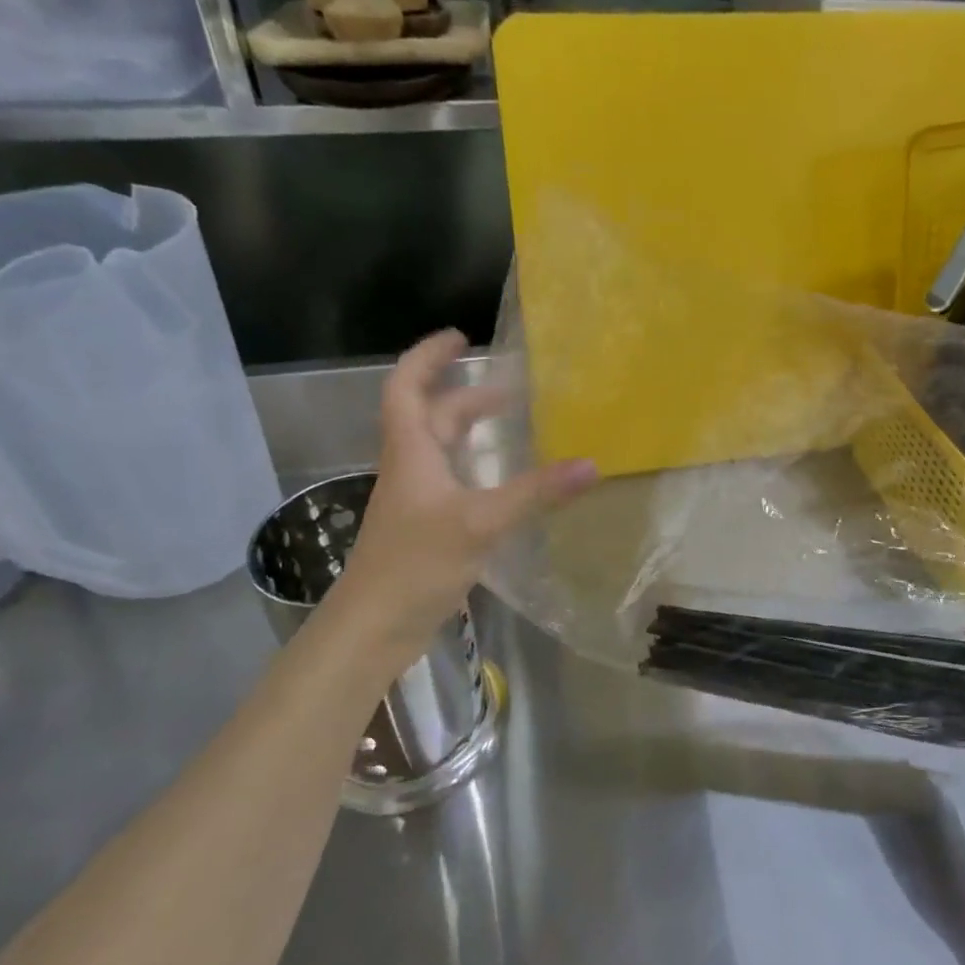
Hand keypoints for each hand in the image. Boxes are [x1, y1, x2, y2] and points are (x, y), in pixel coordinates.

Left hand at [334, 330, 595, 663]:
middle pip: (432, 417)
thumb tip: (591, 465)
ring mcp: (417, 501)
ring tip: (513, 425)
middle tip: (511, 388)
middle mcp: (411, 468)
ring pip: (443, 451)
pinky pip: (454, 483)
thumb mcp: (480, 522)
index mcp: (411, 452)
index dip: (428, 357)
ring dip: (471, 432)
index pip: (406, 387)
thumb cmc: (415, 563)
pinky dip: (479, 470)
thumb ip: (535, 493)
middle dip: (467, 396)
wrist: (373, 628)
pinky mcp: (427, 529)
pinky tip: (506, 485)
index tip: (460, 337)